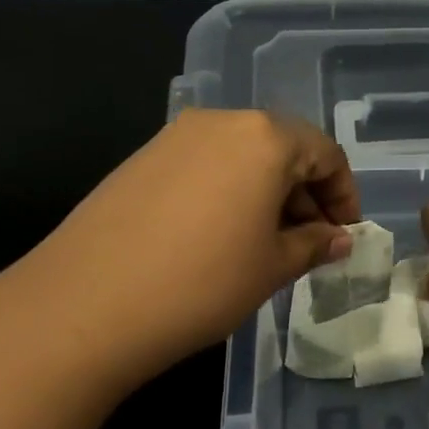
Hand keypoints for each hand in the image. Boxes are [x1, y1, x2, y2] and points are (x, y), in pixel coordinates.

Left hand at [0, 111, 359, 395]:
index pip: (325, 154)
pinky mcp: (141, 159)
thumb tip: (340, 238)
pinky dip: (228, 192)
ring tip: (266, 244)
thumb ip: (314, 244)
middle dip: (306, 193)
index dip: (344, 194)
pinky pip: (204, 166)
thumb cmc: (201, 283)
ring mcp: (174, 137)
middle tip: (310, 242)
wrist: (82, 306)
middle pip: (283, 148)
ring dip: (267, 193)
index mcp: (264, 137)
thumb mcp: (272, 267)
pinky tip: (219, 237)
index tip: (346, 234)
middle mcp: (221, 122)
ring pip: (242, 156)